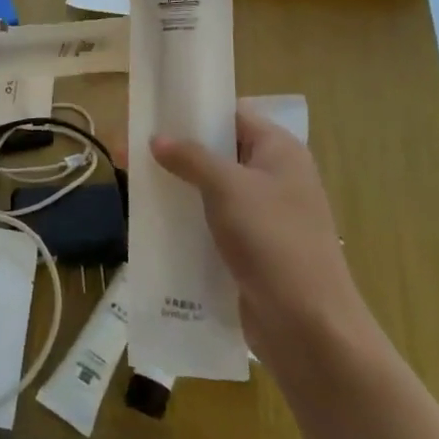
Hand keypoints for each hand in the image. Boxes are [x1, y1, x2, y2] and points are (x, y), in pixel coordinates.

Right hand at [151, 102, 367, 359]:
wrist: (308, 328)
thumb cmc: (273, 241)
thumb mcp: (228, 188)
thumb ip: (190, 157)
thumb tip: (156, 138)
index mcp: (279, 150)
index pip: (232, 115)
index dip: (194, 110)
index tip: (153, 111)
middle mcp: (274, 177)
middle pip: (218, 152)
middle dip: (175, 151)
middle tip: (130, 149)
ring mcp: (264, 216)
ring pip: (211, 190)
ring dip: (177, 187)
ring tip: (132, 183)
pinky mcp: (251, 250)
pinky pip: (212, 223)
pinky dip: (186, 220)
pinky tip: (153, 222)